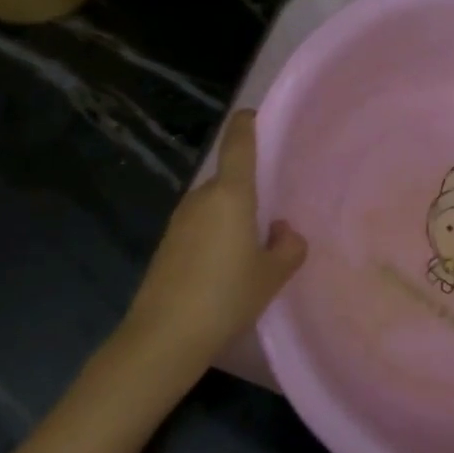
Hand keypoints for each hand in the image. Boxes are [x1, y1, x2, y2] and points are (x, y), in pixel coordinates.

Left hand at [119, 110, 306, 389]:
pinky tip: (227, 267)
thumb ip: (289, 247)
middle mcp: (202, 197)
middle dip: (251, 189)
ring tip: (255, 246)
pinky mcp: (168, 244)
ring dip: (233, 216)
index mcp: (231, 195)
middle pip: (229, 178)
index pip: (238, 143)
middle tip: (275, 211)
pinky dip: (216, 234)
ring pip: (215, 205)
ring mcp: (180, 220)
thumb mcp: (272, 275)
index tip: (257, 116)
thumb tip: (283, 232)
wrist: (164, 336)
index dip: (247, 124)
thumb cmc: (226, 296)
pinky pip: (201, 226)